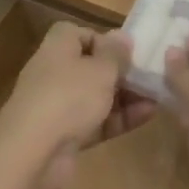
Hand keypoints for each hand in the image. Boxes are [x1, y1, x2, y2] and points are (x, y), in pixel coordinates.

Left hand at [0, 22, 154, 188]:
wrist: (32, 154)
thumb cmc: (68, 97)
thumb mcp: (101, 69)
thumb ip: (115, 53)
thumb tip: (122, 35)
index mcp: (57, 47)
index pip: (80, 33)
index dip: (104, 40)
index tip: (127, 52)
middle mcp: (54, 72)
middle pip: (90, 66)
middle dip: (120, 71)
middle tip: (149, 76)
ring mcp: (57, 106)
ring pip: (95, 96)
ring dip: (125, 96)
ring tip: (157, 96)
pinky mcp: (63, 135)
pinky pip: (95, 121)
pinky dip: (118, 118)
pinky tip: (147, 116)